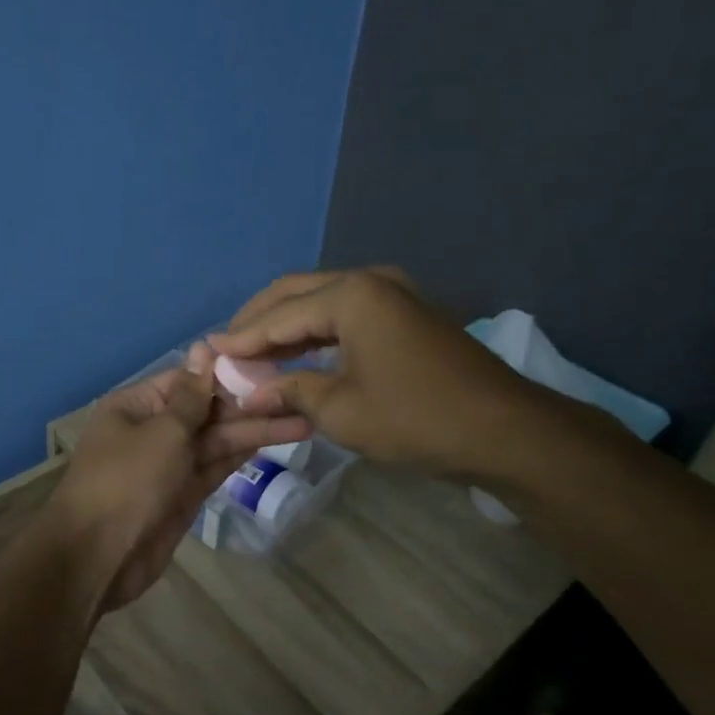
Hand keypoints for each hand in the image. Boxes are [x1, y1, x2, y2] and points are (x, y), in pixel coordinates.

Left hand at [46, 345, 311, 610]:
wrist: (98, 557)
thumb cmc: (127, 481)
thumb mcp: (162, 431)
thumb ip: (191, 396)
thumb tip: (203, 348)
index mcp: (136, 405)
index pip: (187, 380)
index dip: (225, 375)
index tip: (268, 368)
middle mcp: (152, 429)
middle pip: (205, 411)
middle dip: (247, 406)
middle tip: (297, 397)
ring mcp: (168, 464)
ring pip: (215, 441)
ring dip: (253, 431)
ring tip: (301, 420)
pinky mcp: (182, 494)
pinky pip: (214, 467)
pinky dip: (240, 455)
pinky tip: (274, 441)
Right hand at [210, 268, 563, 482]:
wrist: (506, 432)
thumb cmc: (416, 418)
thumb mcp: (341, 410)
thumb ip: (289, 390)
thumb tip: (248, 391)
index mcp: (350, 295)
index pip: (278, 315)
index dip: (241, 338)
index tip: (208, 354)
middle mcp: (369, 281)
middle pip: (295, 293)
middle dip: (258, 320)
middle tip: (227, 347)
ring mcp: (392, 294)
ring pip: (321, 302)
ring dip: (286, 327)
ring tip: (253, 354)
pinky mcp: (405, 314)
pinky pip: (346, 314)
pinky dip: (316, 333)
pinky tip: (296, 355)